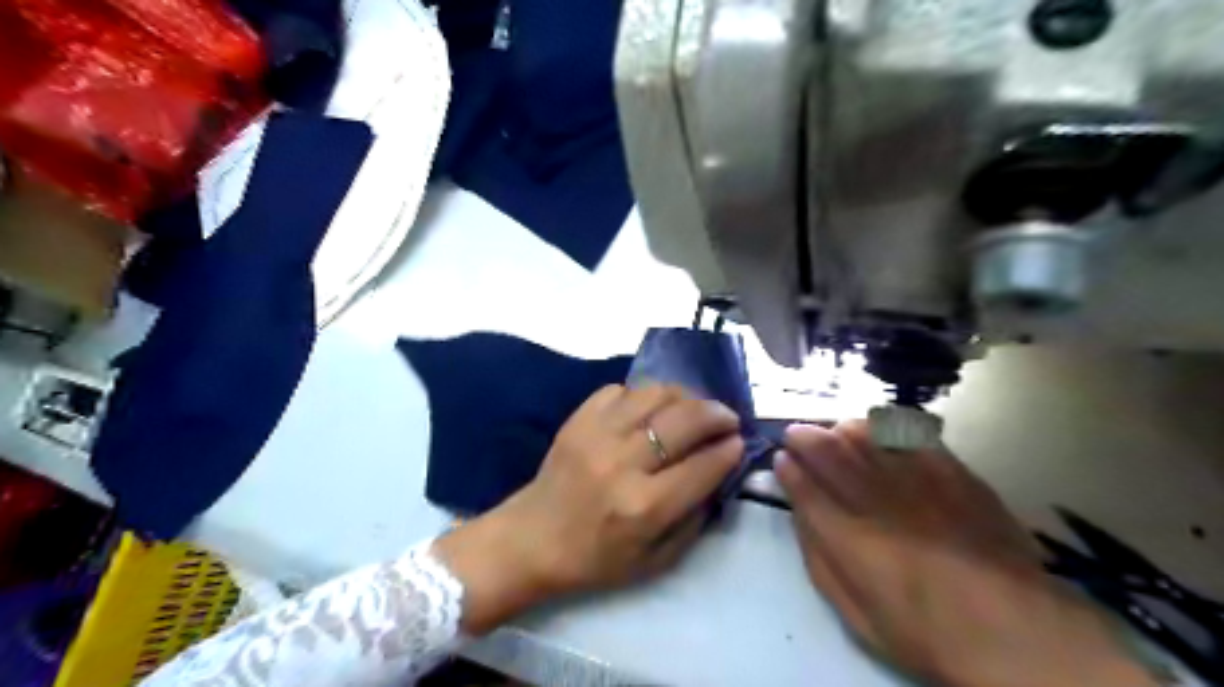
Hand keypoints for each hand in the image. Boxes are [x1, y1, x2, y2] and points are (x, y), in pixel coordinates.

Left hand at [436, 384, 740, 634]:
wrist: (533, 539)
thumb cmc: (596, 559)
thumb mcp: (656, 560)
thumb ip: (695, 519)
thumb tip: (719, 473)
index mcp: (644, 507)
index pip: (703, 465)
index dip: (729, 449)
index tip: (740, 441)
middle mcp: (623, 463)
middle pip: (684, 420)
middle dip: (717, 413)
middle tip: (727, 417)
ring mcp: (597, 434)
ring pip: (654, 394)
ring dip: (684, 396)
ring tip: (692, 406)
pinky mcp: (578, 419)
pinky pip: (620, 390)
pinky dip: (642, 395)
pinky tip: (648, 409)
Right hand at [774, 420, 1158, 686]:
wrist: (1015, 628)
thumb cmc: (923, 629)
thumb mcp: (855, 611)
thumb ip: (819, 555)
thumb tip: (800, 510)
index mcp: (847, 536)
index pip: (802, 485)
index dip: (787, 467)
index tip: (780, 458)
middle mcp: (875, 497)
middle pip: (826, 449)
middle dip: (803, 437)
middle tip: (796, 436)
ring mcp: (915, 478)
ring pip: (863, 432)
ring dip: (840, 429)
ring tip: (836, 435)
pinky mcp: (951, 470)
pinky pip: (908, 433)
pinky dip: (885, 428)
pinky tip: (880, 433)